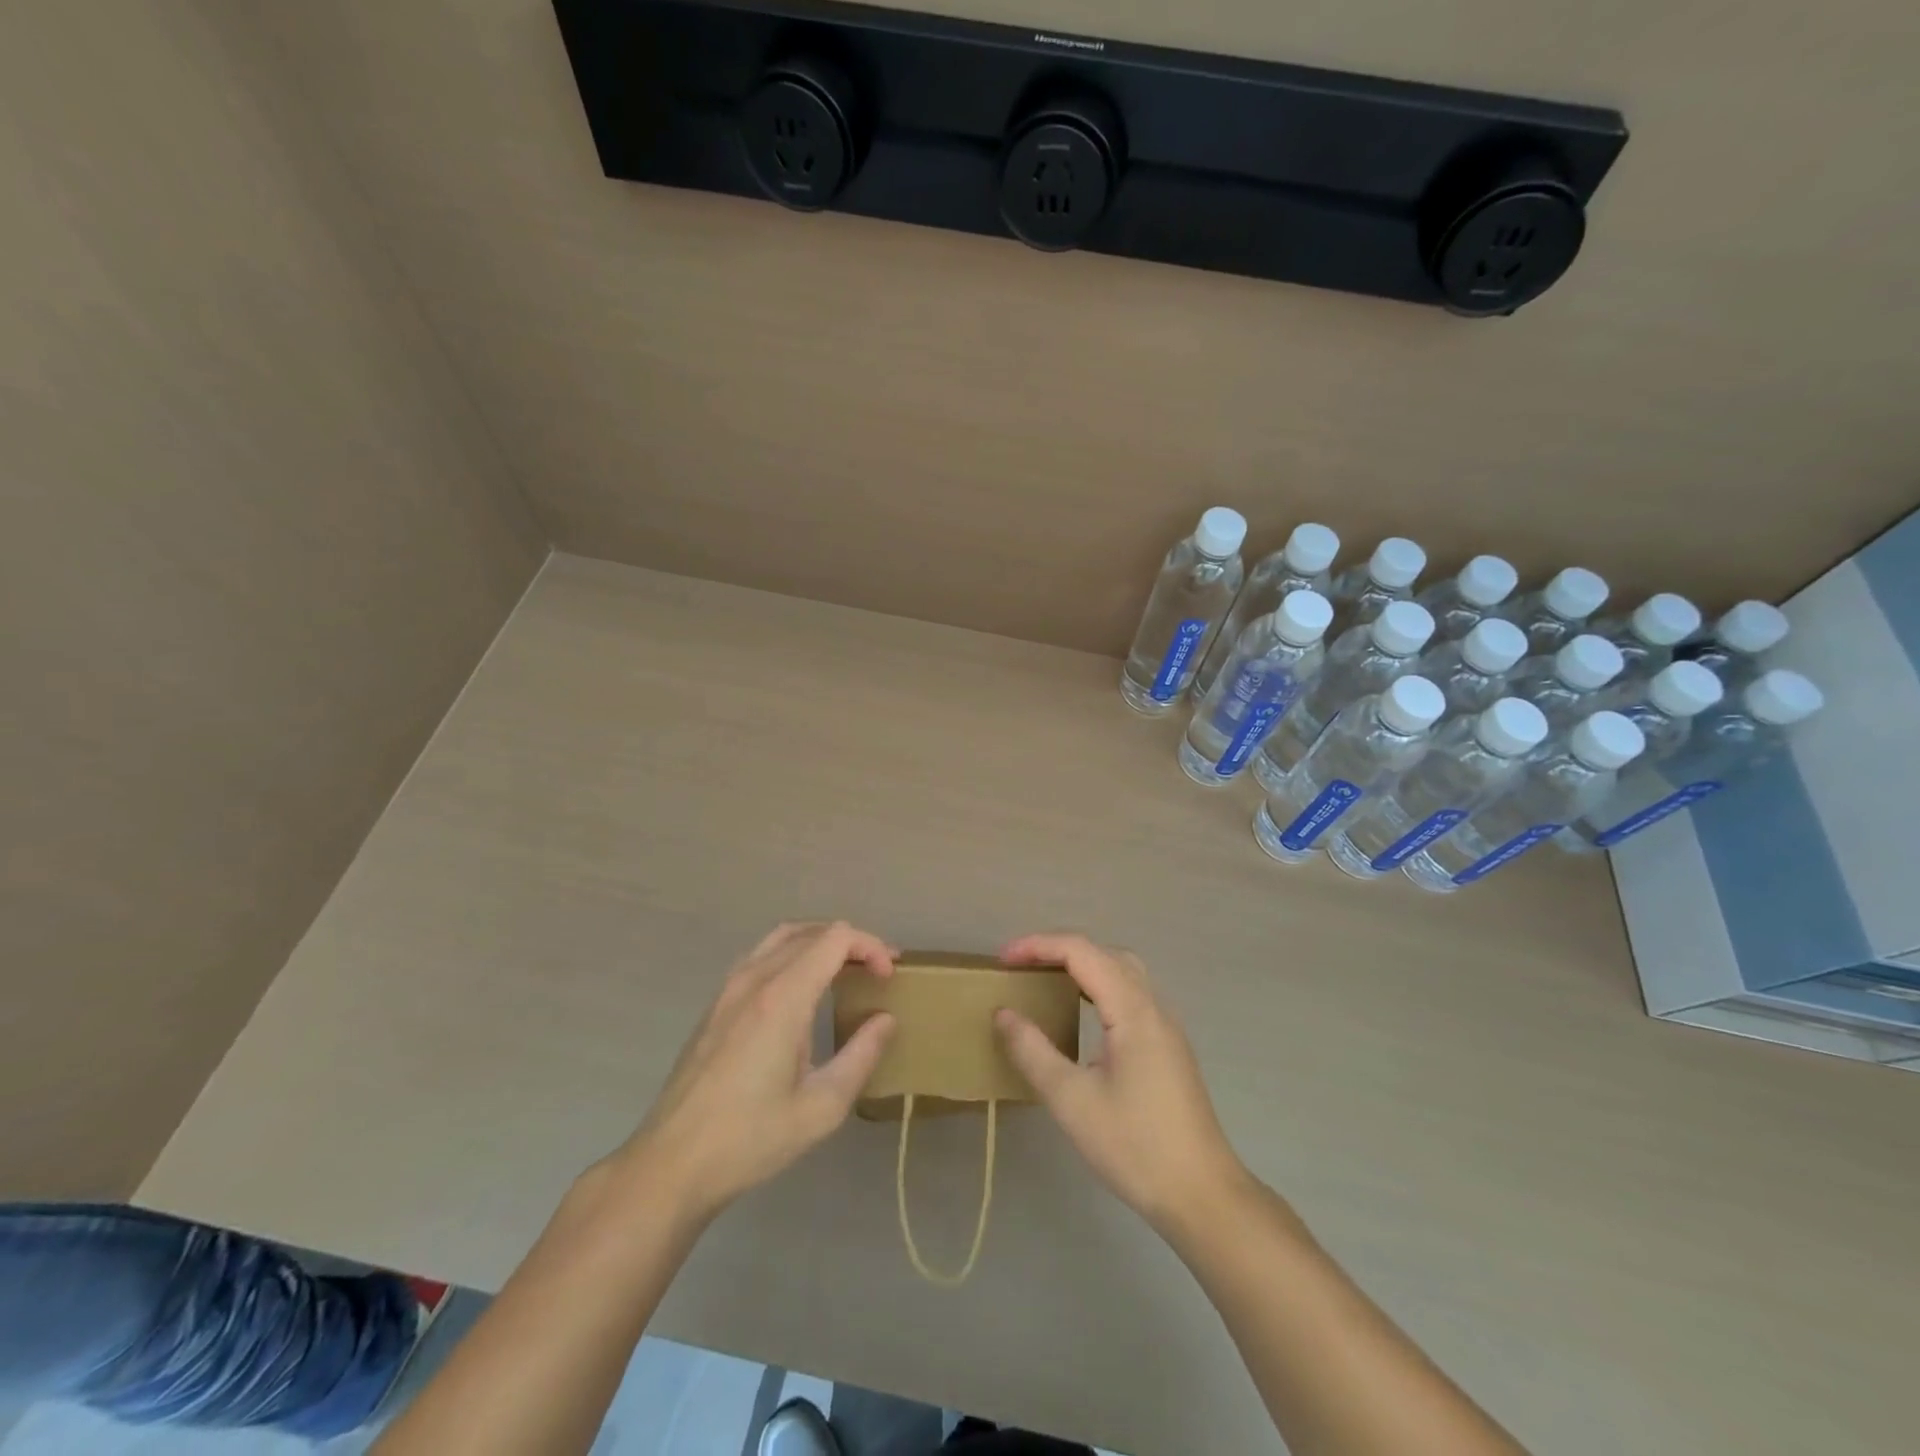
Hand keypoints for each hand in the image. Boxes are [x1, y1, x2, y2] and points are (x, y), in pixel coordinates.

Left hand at [616, 922, 895, 1224]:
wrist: (672, 1164)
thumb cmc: (750, 1139)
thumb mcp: (821, 1107)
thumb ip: (861, 1056)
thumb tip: (886, 1019)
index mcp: (783, 997)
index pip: (835, 939)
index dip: (870, 946)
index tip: (889, 976)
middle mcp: (754, 979)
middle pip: (811, 932)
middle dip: (851, 943)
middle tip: (877, 971)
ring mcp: (729, 989)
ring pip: (782, 937)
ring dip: (819, 943)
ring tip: (846, 970)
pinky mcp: (716, 1005)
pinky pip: (760, 956)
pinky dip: (792, 954)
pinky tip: (803, 989)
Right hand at [995, 934, 1249, 1234]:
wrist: (1202, 1195)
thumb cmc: (1135, 1146)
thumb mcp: (1072, 1101)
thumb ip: (1033, 1052)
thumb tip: (1003, 1012)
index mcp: (1133, 1010)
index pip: (1082, 952)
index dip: (1039, 946)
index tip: (1002, 959)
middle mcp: (1153, 1006)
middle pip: (1104, 953)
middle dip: (1058, 949)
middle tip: (1020, 967)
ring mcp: (1166, 1026)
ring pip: (1122, 971)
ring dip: (1082, 965)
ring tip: (1045, 981)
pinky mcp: (1169, 1046)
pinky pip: (1131, 994)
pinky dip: (1099, 986)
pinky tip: (1081, 1013)